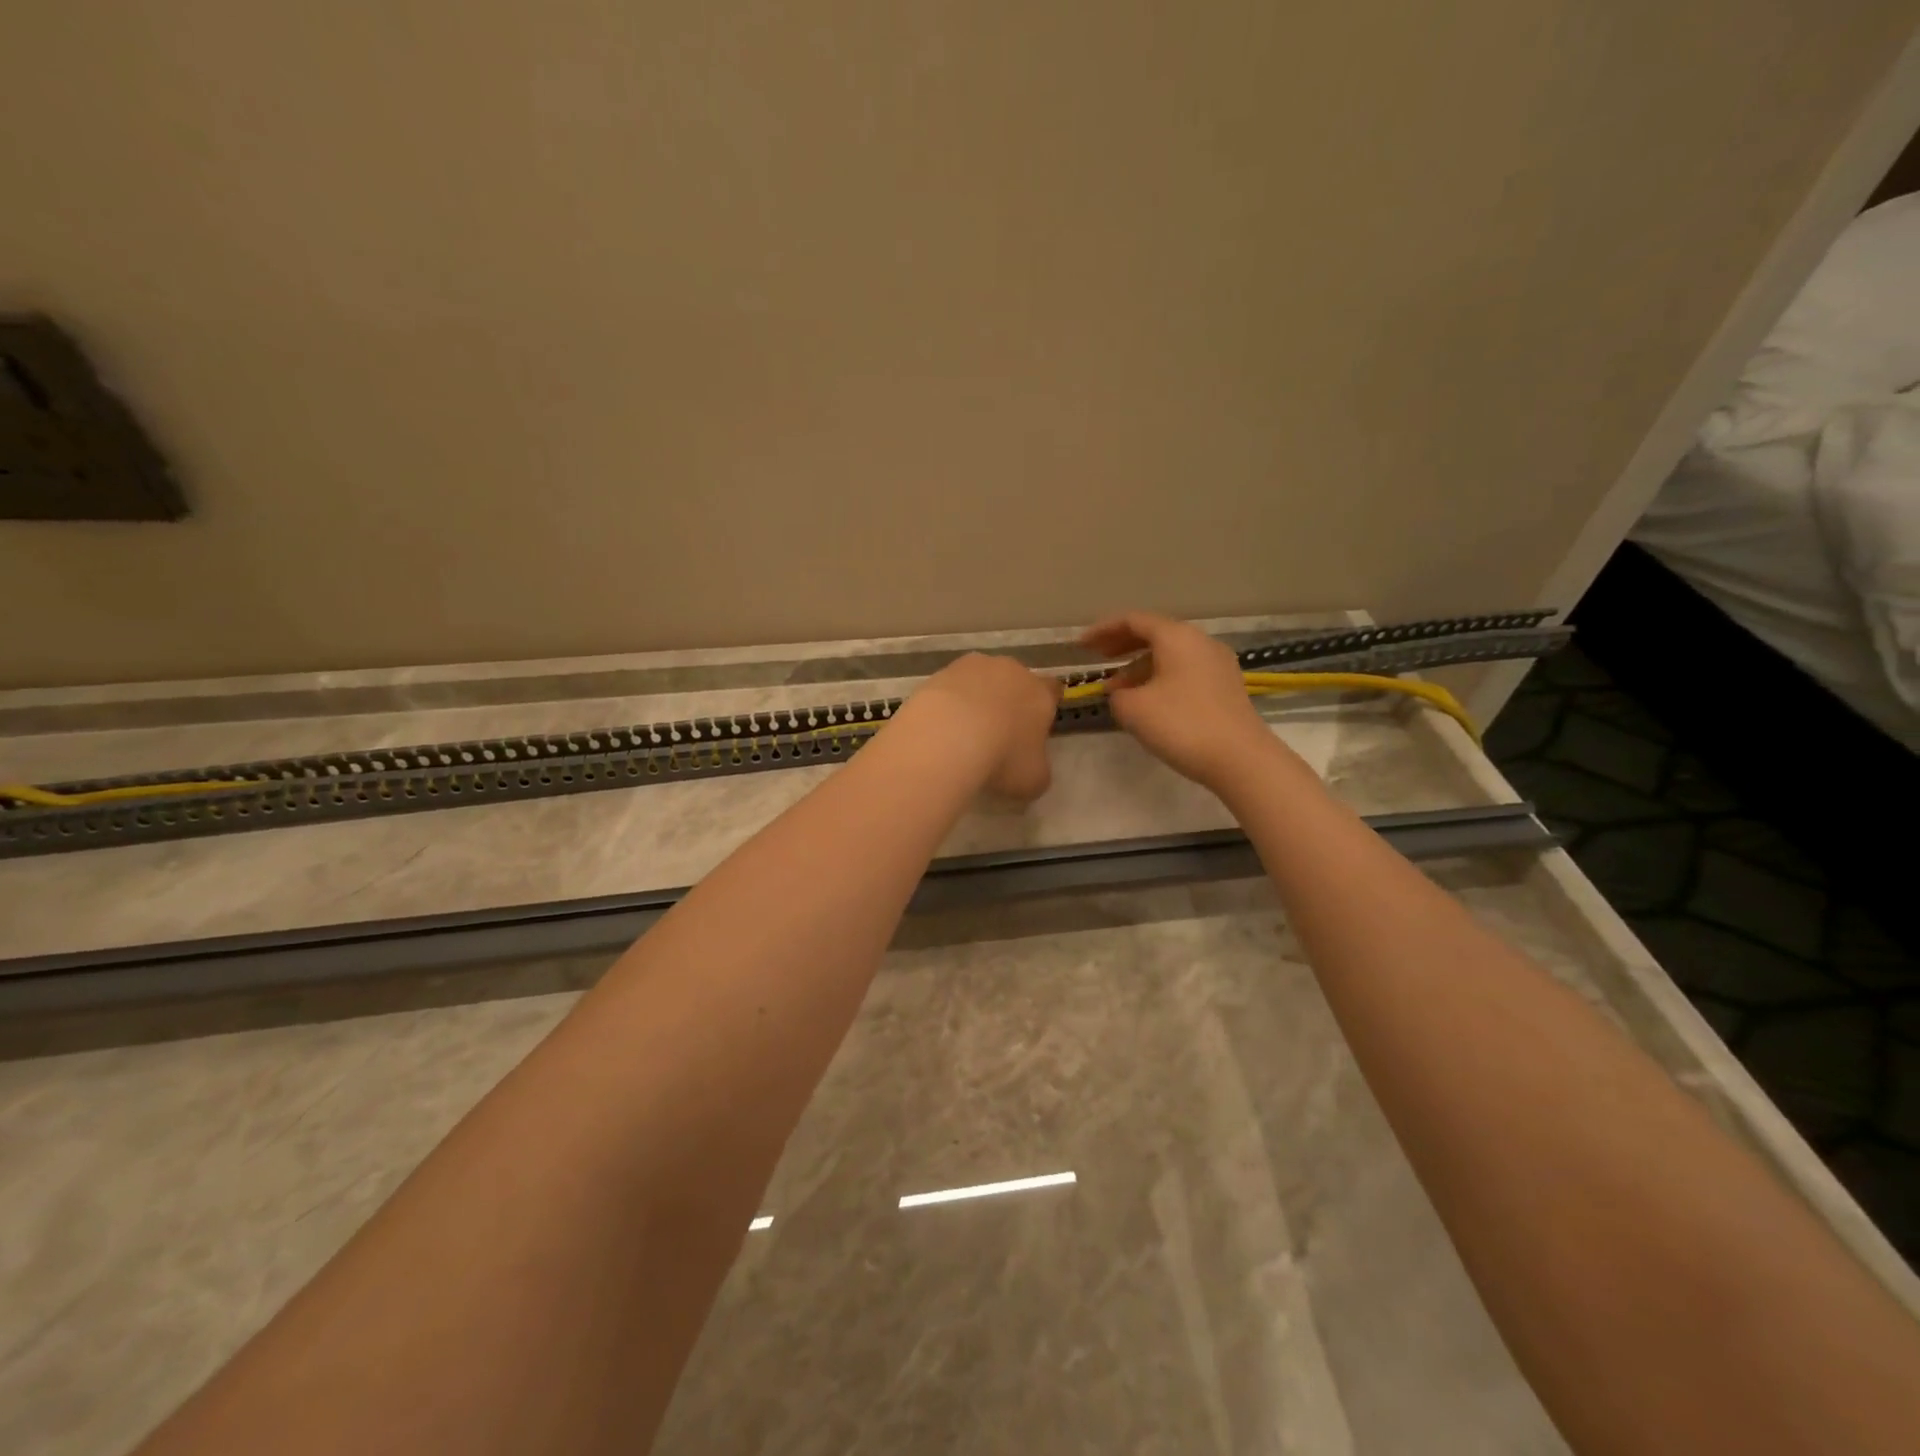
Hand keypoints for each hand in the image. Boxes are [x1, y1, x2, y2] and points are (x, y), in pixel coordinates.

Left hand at [901, 653, 1062, 800]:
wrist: (948, 737)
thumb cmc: (1002, 758)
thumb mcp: (1034, 779)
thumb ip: (1038, 768)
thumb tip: (1032, 768)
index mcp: (1040, 693)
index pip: (1052, 690)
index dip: (1044, 707)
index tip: (1035, 725)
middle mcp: (1010, 671)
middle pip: (1013, 681)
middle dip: (1007, 701)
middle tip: (996, 732)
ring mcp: (971, 667)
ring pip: (978, 680)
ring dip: (974, 699)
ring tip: (961, 732)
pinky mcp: (938, 674)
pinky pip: (948, 689)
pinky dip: (946, 704)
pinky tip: (939, 728)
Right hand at [1080, 611, 1281, 788]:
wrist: (1240, 758)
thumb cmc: (1182, 725)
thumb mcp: (1133, 709)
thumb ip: (1117, 694)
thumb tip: (1121, 692)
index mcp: (1176, 637)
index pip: (1133, 620)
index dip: (1103, 630)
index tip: (1081, 645)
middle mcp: (1199, 641)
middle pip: (1154, 633)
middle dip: (1122, 644)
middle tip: (1097, 657)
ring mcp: (1217, 663)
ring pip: (1170, 655)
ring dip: (1139, 667)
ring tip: (1117, 690)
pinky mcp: (1225, 686)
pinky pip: (1184, 671)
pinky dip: (1159, 678)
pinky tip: (1147, 701)